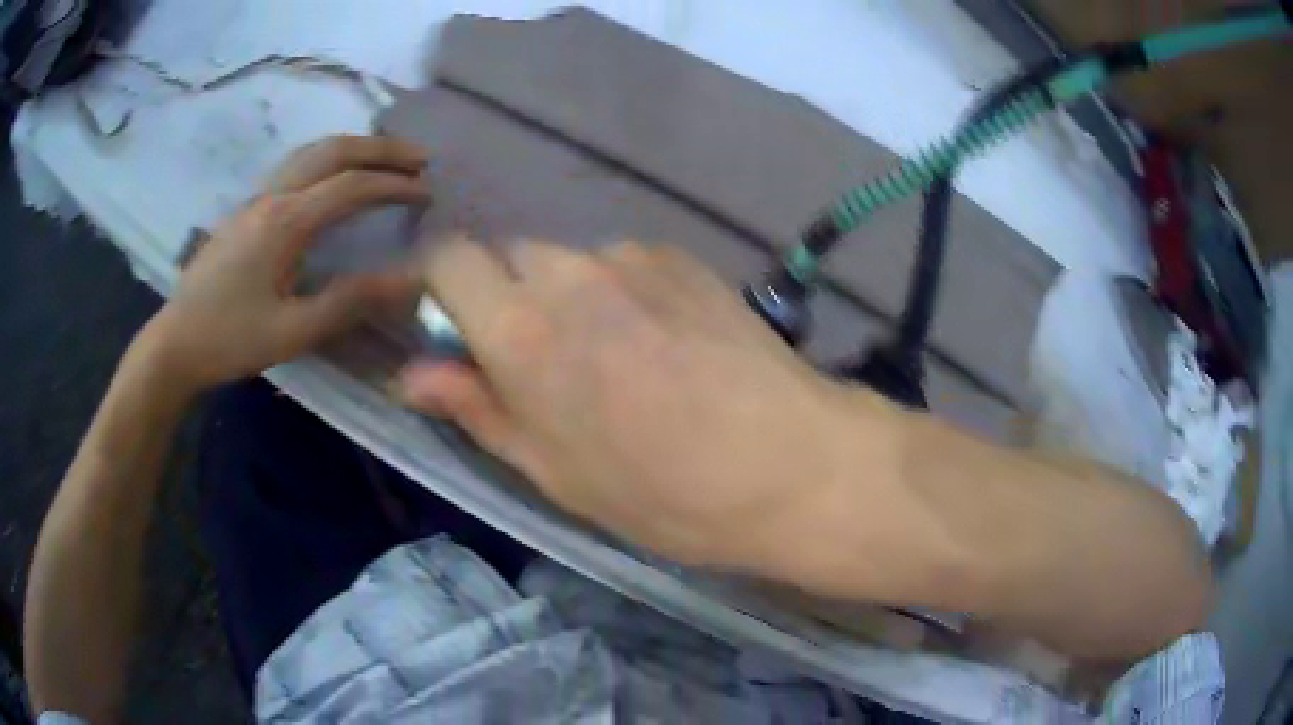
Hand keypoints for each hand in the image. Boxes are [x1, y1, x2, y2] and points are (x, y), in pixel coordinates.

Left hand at [140, 136, 429, 391]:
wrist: (174, 344)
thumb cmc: (229, 340)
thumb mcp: (292, 332)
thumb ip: (349, 302)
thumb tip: (410, 280)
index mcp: (285, 222)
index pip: (351, 186)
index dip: (394, 186)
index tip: (429, 193)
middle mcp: (272, 197)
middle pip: (333, 150)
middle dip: (381, 149)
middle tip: (419, 158)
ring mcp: (256, 200)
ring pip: (311, 152)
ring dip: (354, 148)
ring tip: (385, 159)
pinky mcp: (246, 212)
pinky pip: (296, 167)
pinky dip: (329, 160)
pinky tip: (336, 179)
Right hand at [397, 239, 863, 567]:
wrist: (792, 463)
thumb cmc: (665, 492)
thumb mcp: (554, 472)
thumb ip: (476, 408)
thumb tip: (409, 375)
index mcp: (522, 331)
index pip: (448, 259)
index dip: (440, 286)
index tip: (456, 329)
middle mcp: (569, 274)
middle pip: (507, 255)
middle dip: (505, 296)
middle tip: (539, 359)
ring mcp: (632, 258)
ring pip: (566, 260)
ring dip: (565, 295)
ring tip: (612, 356)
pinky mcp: (682, 257)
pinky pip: (622, 262)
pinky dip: (619, 291)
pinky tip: (662, 341)